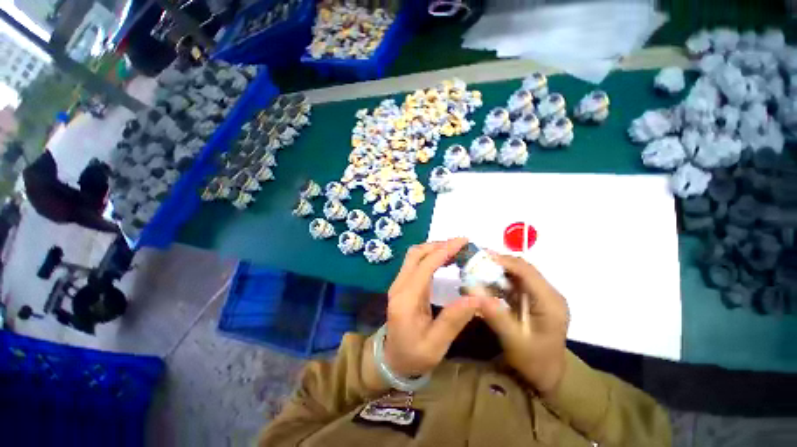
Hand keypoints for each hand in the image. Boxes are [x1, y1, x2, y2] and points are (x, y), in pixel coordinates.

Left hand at [383, 238, 479, 377]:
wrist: (392, 359)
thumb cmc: (414, 355)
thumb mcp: (436, 344)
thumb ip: (454, 320)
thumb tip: (479, 298)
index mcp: (406, 299)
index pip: (425, 265)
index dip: (444, 250)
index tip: (463, 241)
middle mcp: (399, 286)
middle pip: (416, 254)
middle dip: (439, 245)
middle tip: (462, 245)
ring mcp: (398, 283)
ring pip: (414, 256)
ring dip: (434, 248)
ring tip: (456, 250)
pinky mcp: (402, 285)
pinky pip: (415, 263)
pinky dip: (430, 256)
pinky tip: (445, 260)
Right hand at [476, 254, 569, 395]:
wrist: (546, 378)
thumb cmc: (534, 363)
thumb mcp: (514, 342)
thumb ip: (496, 316)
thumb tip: (474, 292)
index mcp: (549, 302)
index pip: (526, 271)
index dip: (503, 261)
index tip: (480, 256)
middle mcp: (547, 294)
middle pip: (521, 268)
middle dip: (497, 263)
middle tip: (474, 262)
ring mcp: (540, 296)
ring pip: (515, 274)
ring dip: (495, 271)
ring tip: (475, 271)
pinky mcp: (531, 300)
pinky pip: (512, 284)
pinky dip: (496, 282)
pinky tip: (482, 285)